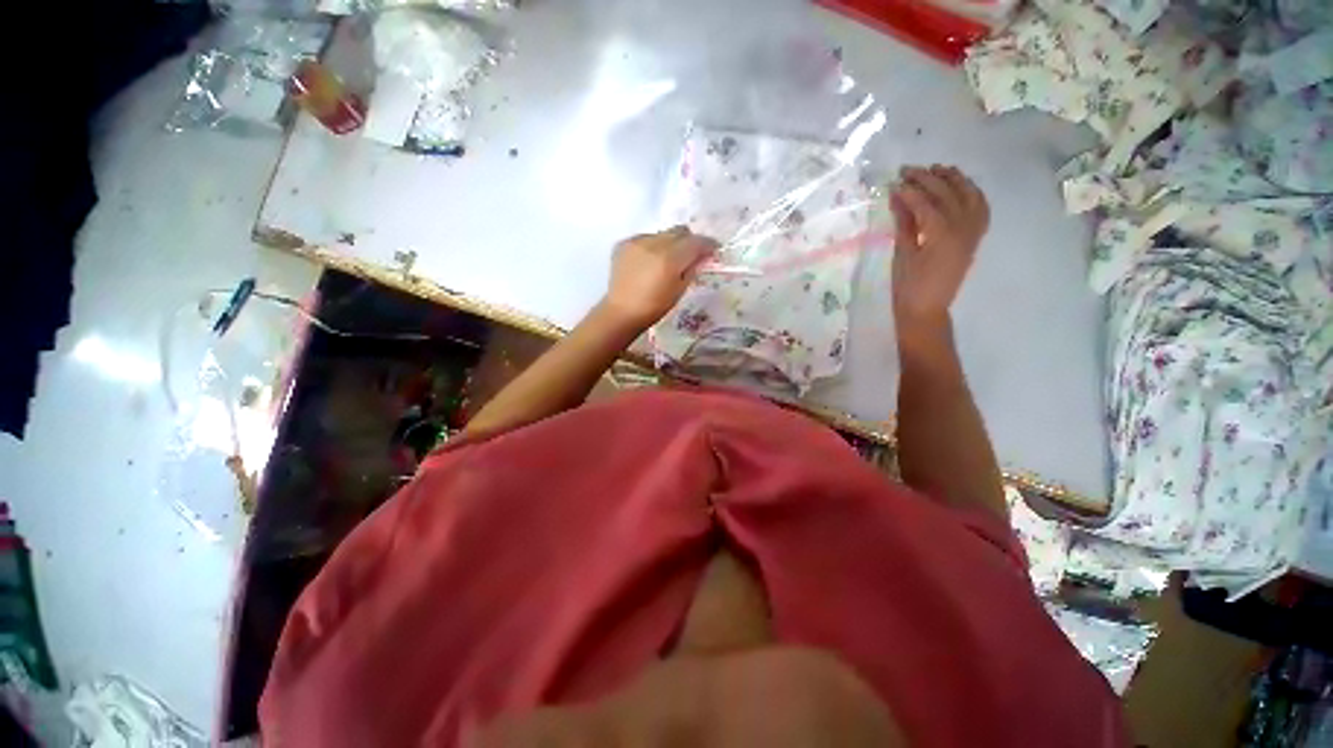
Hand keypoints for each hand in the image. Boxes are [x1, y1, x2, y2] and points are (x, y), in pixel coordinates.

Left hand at [601, 226, 717, 328]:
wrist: (622, 312)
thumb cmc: (654, 307)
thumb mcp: (680, 290)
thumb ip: (692, 268)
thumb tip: (702, 256)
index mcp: (670, 259)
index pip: (696, 241)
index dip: (708, 245)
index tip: (713, 251)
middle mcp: (653, 243)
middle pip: (680, 231)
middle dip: (689, 241)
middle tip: (690, 256)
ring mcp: (636, 241)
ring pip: (663, 233)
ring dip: (670, 243)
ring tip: (667, 260)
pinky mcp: (624, 243)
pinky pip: (646, 238)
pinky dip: (652, 246)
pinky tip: (649, 262)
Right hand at [889, 165, 989, 336]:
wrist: (926, 310)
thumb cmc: (908, 287)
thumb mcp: (902, 255)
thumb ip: (903, 223)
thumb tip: (898, 197)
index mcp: (942, 235)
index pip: (926, 203)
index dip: (910, 190)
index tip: (894, 182)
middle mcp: (963, 229)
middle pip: (949, 194)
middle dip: (929, 179)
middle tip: (908, 170)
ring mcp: (973, 233)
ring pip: (971, 196)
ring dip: (955, 179)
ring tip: (937, 169)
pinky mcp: (975, 238)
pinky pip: (980, 208)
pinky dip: (971, 193)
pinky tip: (960, 187)